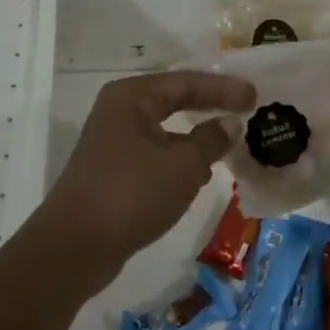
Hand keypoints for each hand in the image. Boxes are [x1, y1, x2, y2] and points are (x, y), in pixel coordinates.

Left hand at [35, 71, 256, 281]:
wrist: (74, 248)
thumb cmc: (131, 194)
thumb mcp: (182, 166)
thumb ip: (210, 140)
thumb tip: (229, 124)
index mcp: (133, 96)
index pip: (186, 82)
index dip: (223, 89)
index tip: (255, 95)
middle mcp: (120, 110)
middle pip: (174, 100)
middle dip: (209, 107)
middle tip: (246, 110)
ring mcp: (112, 141)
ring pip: (164, 130)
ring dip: (195, 136)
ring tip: (229, 143)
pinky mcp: (112, 170)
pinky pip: (155, 153)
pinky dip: (178, 159)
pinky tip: (198, 175)